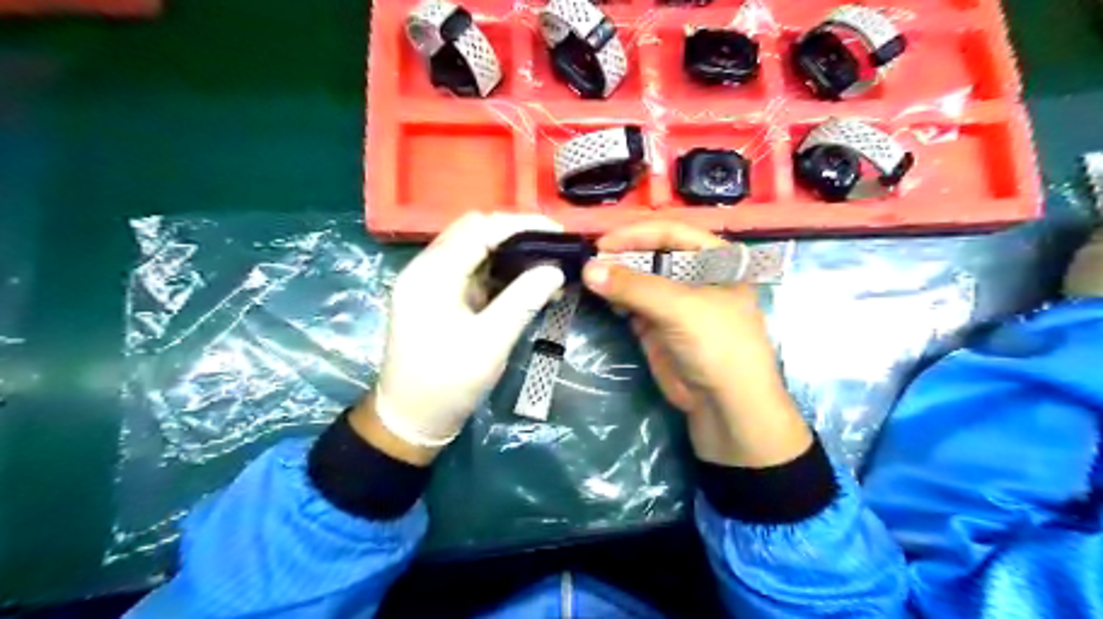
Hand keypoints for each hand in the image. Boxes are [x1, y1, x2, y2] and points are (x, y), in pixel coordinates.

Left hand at [365, 211, 563, 462]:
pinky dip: (497, 270)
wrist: (410, 419)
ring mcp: (429, 282)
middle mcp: (425, 269)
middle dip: (514, 233)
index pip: (479, 229)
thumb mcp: (490, 343)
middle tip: (552, 246)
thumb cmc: (447, 384)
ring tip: (544, 261)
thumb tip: (554, 269)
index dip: (520, 225)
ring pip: (472, 249)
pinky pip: (470, 270)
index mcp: (431, 275)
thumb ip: (523, 301)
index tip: (557, 231)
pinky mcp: (437, 297)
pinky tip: (523, 280)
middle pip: (472, 231)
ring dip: (507, 251)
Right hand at [586, 220, 806, 466]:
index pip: (671, 232)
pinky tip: (602, 298)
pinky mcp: (658, 325)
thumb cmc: (717, 345)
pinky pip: (632, 304)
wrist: (725, 406)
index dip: (636, 235)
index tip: (602, 244)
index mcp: (715, 258)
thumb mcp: (680, 308)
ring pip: (639, 279)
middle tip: (590, 263)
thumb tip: (588, 268)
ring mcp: (674, 301)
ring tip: (589, 278)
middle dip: (622, 256)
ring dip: (615, 278)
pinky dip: (616, 299)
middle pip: (652, 254)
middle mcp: (694, 274)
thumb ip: (634, 287)